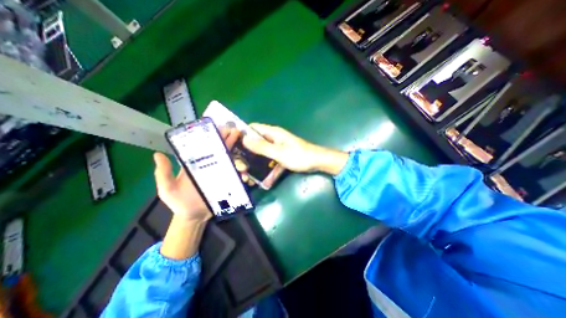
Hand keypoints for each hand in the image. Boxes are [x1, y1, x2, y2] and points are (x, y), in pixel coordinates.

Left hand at [153, 126, 240, 220]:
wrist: (193, 217)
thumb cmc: (179, 202)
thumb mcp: (167, 189)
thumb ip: (163, 174)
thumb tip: (157, 154)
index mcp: (198, 163)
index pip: (206, 146)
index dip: (214, 136)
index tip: (221, 128)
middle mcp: (212, 165)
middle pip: (222, 150)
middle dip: (230, 140)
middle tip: (237, 132)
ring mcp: (222, 174)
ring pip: (233, 162)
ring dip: (240, 159)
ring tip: (242, 163)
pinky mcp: (229, 183)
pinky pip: (237, 176)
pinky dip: (243, 175)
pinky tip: (245, 177)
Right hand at [240, 123, 346, 174]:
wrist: (317, 162)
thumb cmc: (299, 156)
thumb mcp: (278, 152)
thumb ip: (262, 147)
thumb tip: (244, 139)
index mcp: (273, 133)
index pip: (253, 128)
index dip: (242, 133)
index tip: (232, 144)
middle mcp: (274, 138)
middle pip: (257, 141)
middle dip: (247, 151)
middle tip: (239, 162)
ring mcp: (278, 147)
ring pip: (263, 152)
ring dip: (256, 160)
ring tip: (246, 170)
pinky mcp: (282, 155)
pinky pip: (271, 160)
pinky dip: (267, 167)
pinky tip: (262, 178)